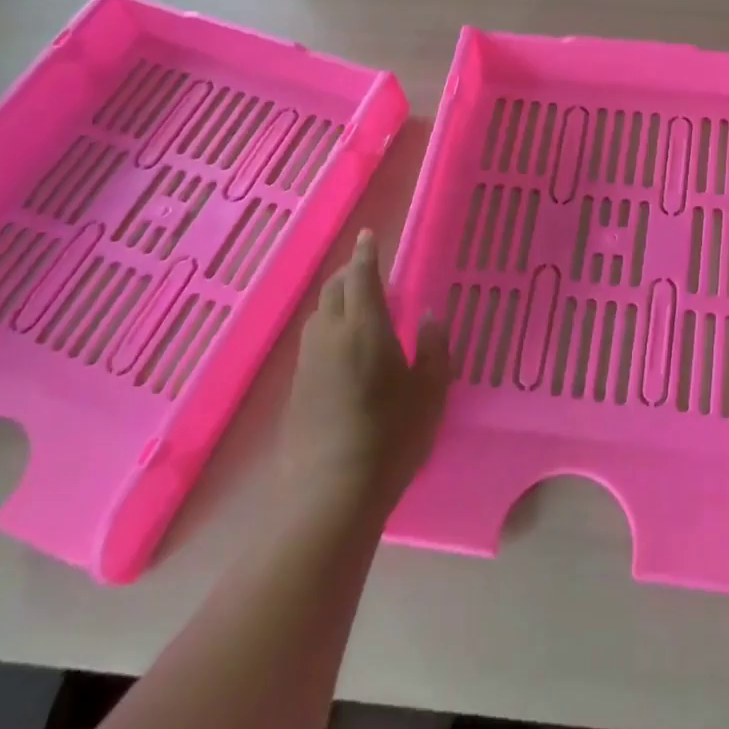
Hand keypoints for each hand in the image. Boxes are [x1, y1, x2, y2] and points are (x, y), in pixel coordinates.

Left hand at [285, 230, 449, 508]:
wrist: (330, 492)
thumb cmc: (390, 436)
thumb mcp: (429, 392)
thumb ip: (433, 349)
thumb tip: (429, 318)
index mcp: (365, 326)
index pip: (362, 276)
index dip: (366, 253)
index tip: (368, 235)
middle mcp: (330, 335)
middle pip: (334, 290)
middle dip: (349, 273)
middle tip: (367, 269)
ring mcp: (308, 362)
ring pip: (319, 315)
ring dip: (335, 299)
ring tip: (355, 304)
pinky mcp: (296, 389)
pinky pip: (313, 341)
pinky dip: (327, 327)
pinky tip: (341, 347)